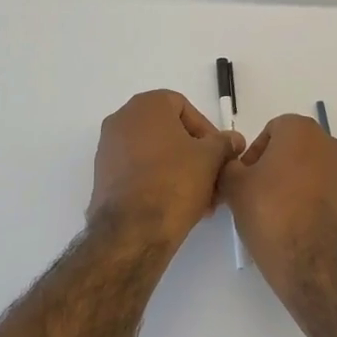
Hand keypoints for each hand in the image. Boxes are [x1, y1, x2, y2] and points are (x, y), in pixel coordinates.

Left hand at [89, 91, 242, 247]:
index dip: (207, 131)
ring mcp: (108, 148)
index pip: (184, 107)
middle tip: (214, 178)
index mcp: (146, 105)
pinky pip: (139, 171)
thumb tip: (233, 140)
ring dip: (181, 171)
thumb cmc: (174, 182)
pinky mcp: (103, 176)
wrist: (132, 231)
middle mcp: (121, 119)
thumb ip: (224, 143)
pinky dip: (159, 181)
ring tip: (202, 198)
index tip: (220, 155)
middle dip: (195, 155)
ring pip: (155, 153)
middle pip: (169, 132)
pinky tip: (178, 205)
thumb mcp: (211, 159)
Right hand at [220, 114, 336, 295]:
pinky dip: (310, 203)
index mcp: (302, 130)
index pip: (271, 131)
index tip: (243, 180)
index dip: (253, 154)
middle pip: (293, 150)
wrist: (316, 264)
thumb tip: (234, 166)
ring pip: (310, 172)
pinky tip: (295, 227)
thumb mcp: (234, 187)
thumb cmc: (271, 214)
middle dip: (273, 168)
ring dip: (292, 185)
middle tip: (254, 196)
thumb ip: (228, 166)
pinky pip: (324, 193)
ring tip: (274, 215)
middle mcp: (330, 144)